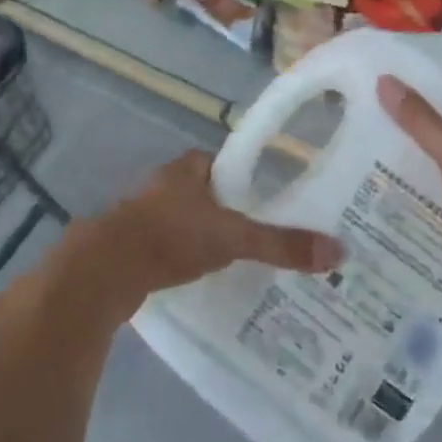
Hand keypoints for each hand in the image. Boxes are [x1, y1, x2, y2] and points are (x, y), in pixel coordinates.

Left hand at [95, 149, 344, 303]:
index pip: (222, 163)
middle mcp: (164, 185)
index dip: (243, 178)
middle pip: (204, 193)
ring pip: (183, 220)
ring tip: (235, 260)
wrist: (105, 270)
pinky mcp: (131, 246)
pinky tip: (199, 279)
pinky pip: (166, 246)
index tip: (267, 199)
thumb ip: (279, 244)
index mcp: (186, 169)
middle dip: (226, 211)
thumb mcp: (231, 238)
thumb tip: (337, 251)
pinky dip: (182, 258)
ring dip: (202, 236)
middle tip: (258, 234)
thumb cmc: (170, 237)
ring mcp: (142, 215)